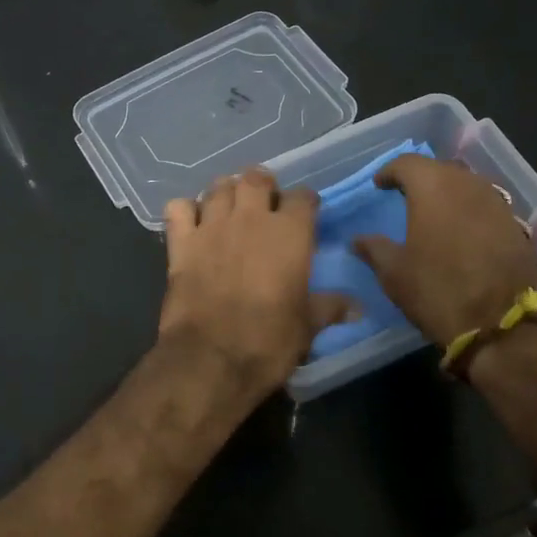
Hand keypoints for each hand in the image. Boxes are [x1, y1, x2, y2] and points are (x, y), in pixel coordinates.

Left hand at [158, 168, 350, 402]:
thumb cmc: (268, 341)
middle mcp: (251, 218)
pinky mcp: (181, 242)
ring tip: (230, 208)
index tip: (306, 214)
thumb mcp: (307, 327)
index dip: (305, 203)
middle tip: (264, 204)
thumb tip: (359, 307)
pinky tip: (191, 223)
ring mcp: (212, 226)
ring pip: (218, 186)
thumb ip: (329, 307)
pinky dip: (185, 210)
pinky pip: (178, 208)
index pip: (303, 197)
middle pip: (256, 177)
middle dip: (263, 185)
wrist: (210, 358)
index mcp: (289, 233)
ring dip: (226, 192)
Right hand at [352, 155, 536, 345]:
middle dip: (421, 179)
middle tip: (404, 196)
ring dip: (448, 193)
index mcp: (433, 187)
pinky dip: (469, 211)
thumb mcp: (395, 273)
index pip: (407, 163)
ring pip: (466, 185)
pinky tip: (461, 231)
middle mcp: (468, 184)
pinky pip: (485, 205)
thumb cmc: (439, 290)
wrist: (504, 324)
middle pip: (440, 169)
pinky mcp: (517, 225)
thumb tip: (358, 239)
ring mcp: (497, 203)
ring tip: (434, 212)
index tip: (379, 185)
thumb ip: (374, 249)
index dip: (389, 171)